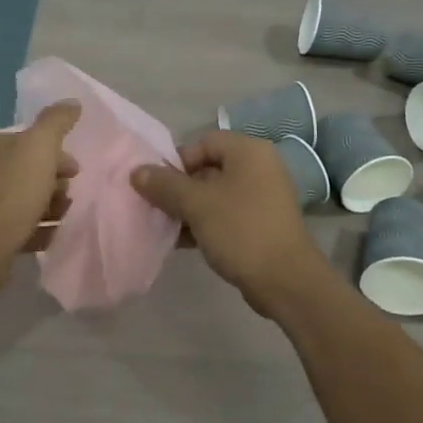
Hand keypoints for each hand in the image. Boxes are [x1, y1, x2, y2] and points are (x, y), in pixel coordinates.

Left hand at [0, 101, 80, 296]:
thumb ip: (56, 122)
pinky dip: (38, 229)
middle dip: (53, 181)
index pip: (26, 142)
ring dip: (49, 207)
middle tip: (70, 195)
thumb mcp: (39, 147)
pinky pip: (18, 228)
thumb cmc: (10, 192)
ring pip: (23, 200)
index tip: (76, 170)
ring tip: (65, 216)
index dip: (55, 153)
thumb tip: (72, 102)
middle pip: (26, 171)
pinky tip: (54, 236)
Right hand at [130, 131, 334, 316]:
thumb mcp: (196, 204)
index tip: (159, 187)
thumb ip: (164, 185)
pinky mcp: (264, 223)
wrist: (285, 280)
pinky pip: (228, 214)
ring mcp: (265, 196)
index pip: (203, 142)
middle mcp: (260, 167)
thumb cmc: (240, 230)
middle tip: (159, 209)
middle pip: (209, 168)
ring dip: (190, 209)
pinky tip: (185, 243)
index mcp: (248, 151)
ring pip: (217, 194)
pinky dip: (207, 223)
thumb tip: (137, 171)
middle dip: (180, 189)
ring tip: (168, 229)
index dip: (178, 161)